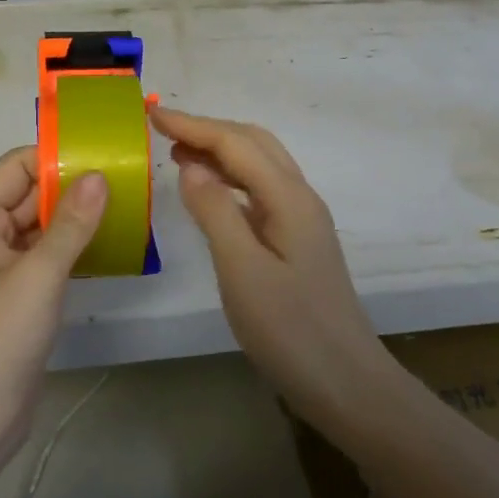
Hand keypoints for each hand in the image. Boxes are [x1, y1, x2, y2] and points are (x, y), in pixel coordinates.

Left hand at [0, 147, 107, 464]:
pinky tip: (111, 243)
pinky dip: (74, 246)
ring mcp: (0, 265)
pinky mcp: (17, 293)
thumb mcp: (38, 277)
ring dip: (77, 217)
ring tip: (128, 206)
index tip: (106, 157)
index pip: (17, 166)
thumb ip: (71, 224)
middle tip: (128, 180)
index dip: (57, 158)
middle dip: (74, 187)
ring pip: (42, 224)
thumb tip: (98, 175)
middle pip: (30, 193)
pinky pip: (47, 254)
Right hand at [151, 107, 392, 426]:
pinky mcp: (297, 240)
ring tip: (177, 152)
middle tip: (161, 130)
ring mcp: (301, 219)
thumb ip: (215, 211)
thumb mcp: (242, 270)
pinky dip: (229, 178)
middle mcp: (299, 197)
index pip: (235, 144)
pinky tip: (209, 192)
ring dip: (219, 150)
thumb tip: (191, 165)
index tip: (151, 112)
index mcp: (288, 198)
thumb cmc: (291, 330)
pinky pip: (259, 190)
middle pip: (252, 143)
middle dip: (207, 129)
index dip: (192, 124)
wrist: (347, 384)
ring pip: (258, 164)